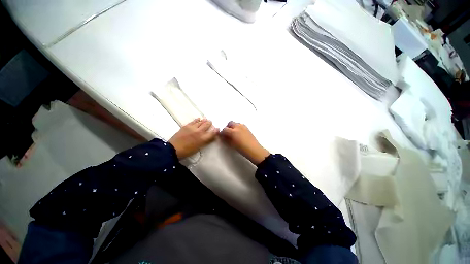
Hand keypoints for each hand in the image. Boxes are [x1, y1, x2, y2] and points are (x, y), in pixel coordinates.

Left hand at [169, 118, 218, 158]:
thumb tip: (212, 137)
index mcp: (203, 139)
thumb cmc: (188, 151)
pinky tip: (199, 118)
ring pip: (201, 121)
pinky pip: (194, 121)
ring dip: (204, 120)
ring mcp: (192, 127)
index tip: (218, 128)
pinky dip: (197, 119)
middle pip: (207, 124)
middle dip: (210, 123)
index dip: (216, 130)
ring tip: (206, 119)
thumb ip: (206, 141)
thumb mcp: (199, 147)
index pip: (212, 133)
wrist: (174, 149)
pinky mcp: (186, 126)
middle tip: (211, 122)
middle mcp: (199, 131)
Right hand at [220, 121, 269, 164]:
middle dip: (227, 127)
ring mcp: (243, 126)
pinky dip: (238, 127)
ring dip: (233, 127)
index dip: (222, 133)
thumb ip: (226, 139)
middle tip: (227, 134)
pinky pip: (240, 125)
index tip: (222, 136)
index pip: (224, 129)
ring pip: (235, 123)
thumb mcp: (232, 145)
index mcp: (233, 131)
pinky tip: (239, 134)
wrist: (254, 150)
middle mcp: (238, 127)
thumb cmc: (242, 149)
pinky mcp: (247, 128)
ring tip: (233, 134)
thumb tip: (223, 136)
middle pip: (230, 123)